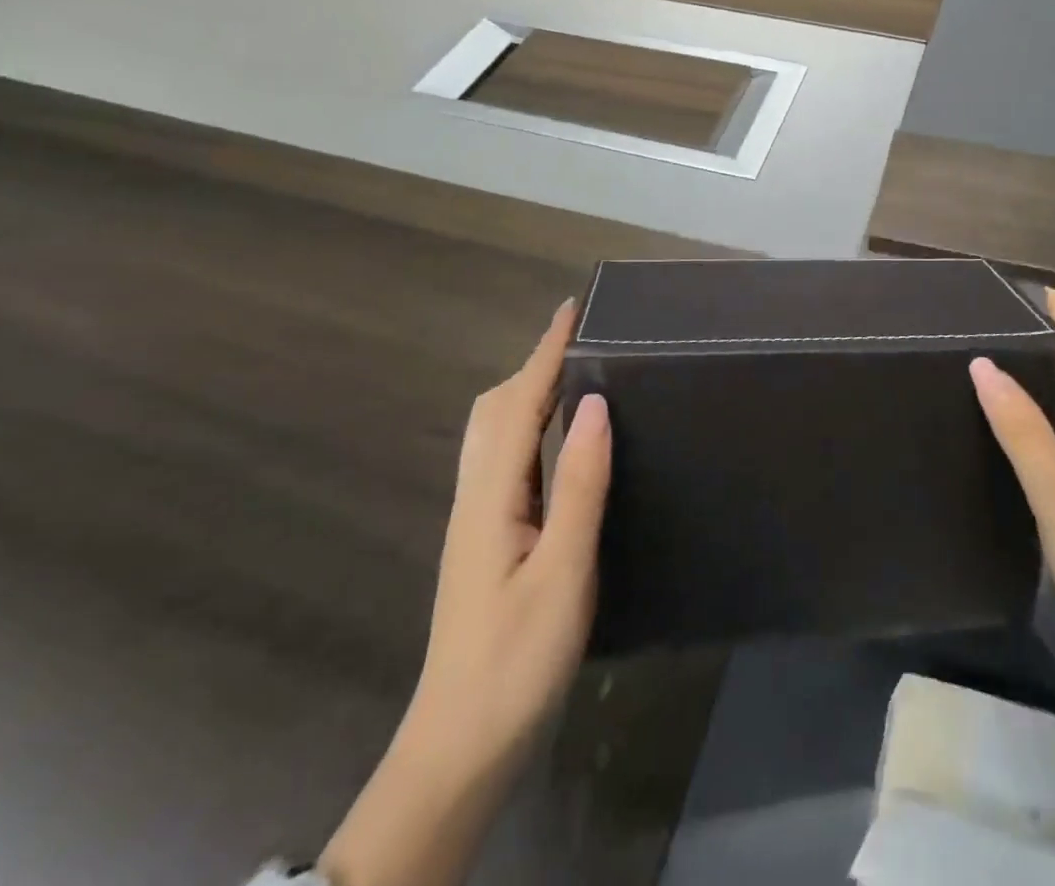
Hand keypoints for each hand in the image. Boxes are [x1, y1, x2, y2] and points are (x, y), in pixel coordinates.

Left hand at [321, 299, 611, 885]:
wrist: (460, 746)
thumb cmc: (517, 661)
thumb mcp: (563, 571)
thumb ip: (579, 485)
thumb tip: (594, 405)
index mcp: (492, 497)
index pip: (520, 404)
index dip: (546, 352)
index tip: (572, 308)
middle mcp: (476, 497)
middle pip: (495, 411)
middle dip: (533, 364)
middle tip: (580, 339)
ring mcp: (477, 521)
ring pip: (494, 434)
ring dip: (527, 392)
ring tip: (571, 375)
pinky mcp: (487, 541)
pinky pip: (505, 460)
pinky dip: (528, 426)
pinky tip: (554, 443)